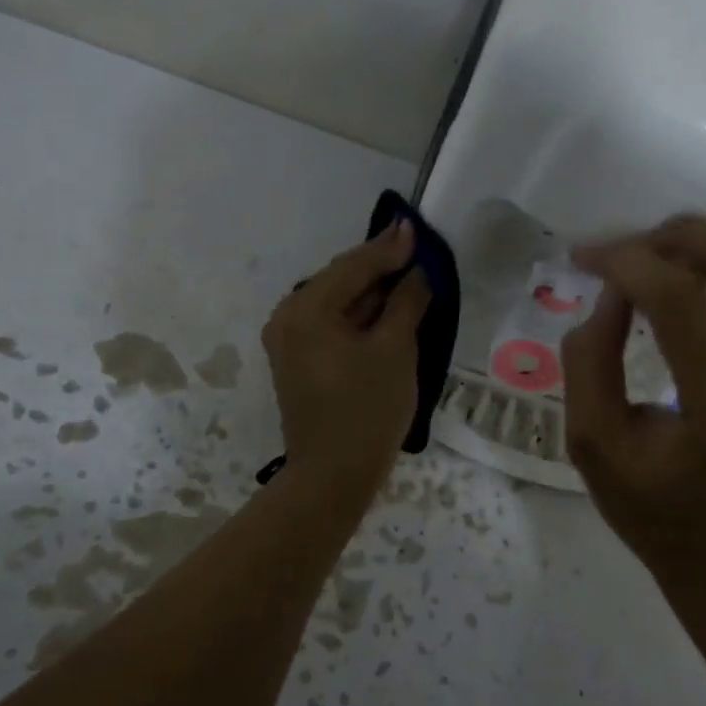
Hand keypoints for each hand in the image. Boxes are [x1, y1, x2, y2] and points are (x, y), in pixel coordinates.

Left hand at [262, 219, 431, 491]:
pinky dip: (359, 315)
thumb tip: (417, 272)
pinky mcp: (297, 360)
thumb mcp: (394, 349)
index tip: (416, 228)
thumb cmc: (367, 410)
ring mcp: (288, 340)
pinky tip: (386, 309)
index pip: (353, 266)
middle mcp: (287, 317)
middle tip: (416, 250)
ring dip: (371, 291)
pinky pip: (331, 324)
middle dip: (379, 267)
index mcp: (306, 309)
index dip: (389, 248)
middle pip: (340, 280)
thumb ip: (406, 302)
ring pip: (336, 302)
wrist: (333, 477)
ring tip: (407, 275)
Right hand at [561, 215, 705, 590]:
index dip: (629, 263)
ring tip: (653, 259)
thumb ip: (589, 359)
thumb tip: (612, 291)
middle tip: (628, 250)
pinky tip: (685, 283)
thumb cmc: (656, 517)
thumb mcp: (592, 446)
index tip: (585, 259)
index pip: (684, 303)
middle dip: (683, 235)